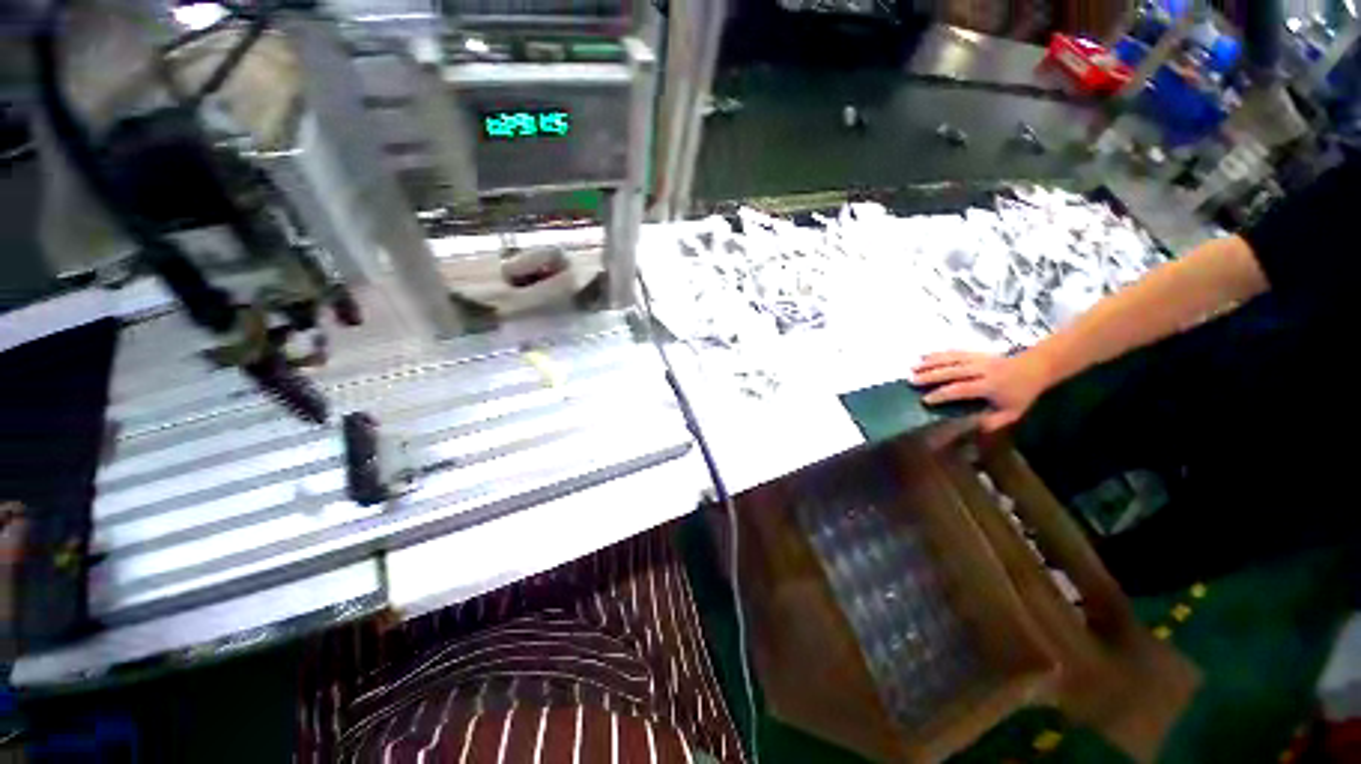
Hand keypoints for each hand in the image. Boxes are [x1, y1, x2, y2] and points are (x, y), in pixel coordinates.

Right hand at [910, 351, 1051, 432]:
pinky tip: (924, 356)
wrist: (1036, 366)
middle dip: (931, 375)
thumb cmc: (1022, 393)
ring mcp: (978, 359)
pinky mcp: (975, 353)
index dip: (943, 394)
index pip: (962, 389)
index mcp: (990, 386)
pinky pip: (954, 352)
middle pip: (952, 371)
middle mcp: (981, 370)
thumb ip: (993, 422)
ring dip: (930, 363)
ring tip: (912, 368)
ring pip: (950, 359)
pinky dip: (937, 354)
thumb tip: (973, 428)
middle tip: (912, 381)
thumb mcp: (1013, 413)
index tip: (926, 400)